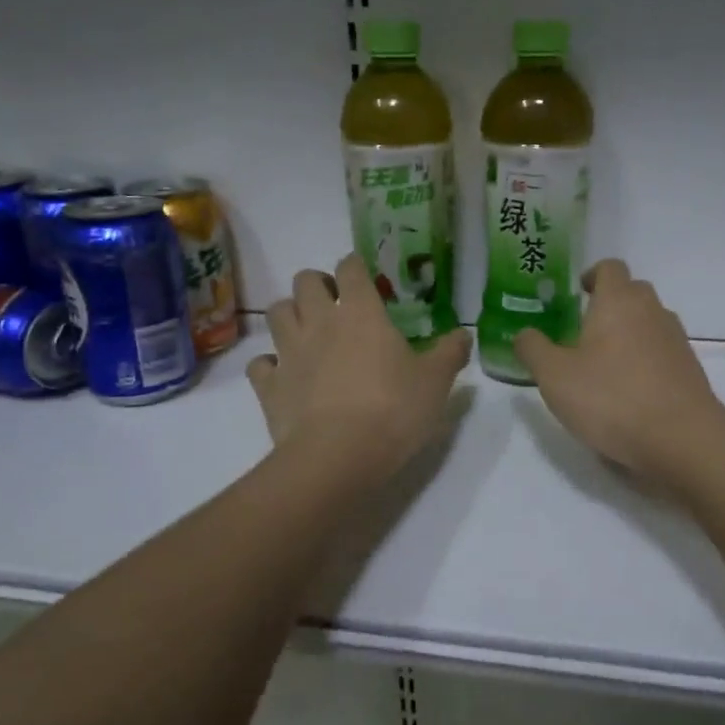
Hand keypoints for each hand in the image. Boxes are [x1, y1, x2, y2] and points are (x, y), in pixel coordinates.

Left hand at [247, 254, 471, 472]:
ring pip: (276, 313)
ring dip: (290, 315)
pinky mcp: (268, 386)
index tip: (366, 279)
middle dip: (318, 285)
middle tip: (335, 304)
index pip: (351, 268)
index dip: (356, 267)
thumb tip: (464, 333)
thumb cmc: (393, 410)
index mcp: (360, 312)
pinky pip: (261, 363)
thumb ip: (450, 352)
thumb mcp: (436, 382)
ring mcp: (289, 353)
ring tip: (308, 332)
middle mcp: (319, 322)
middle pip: (305, 281)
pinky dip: (270, 364)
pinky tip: (285, 375)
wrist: (337, 456)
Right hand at [514, 259, 724, 480]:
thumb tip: (524, 333)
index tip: (576, 294)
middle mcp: (652, 311)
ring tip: (604, 365)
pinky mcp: (690, 369)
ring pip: (649, 322)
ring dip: (628, 334)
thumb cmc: (611, 398)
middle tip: (583, 332)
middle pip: (632, 292)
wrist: (681, 439)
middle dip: (609, 305)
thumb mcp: (554, 376)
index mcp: (618, 301)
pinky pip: (662, 352)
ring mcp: (676, 340)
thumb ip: (533, 349)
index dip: (592, 275)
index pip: (609, 267)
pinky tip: (629, 392)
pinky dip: (645, 361)